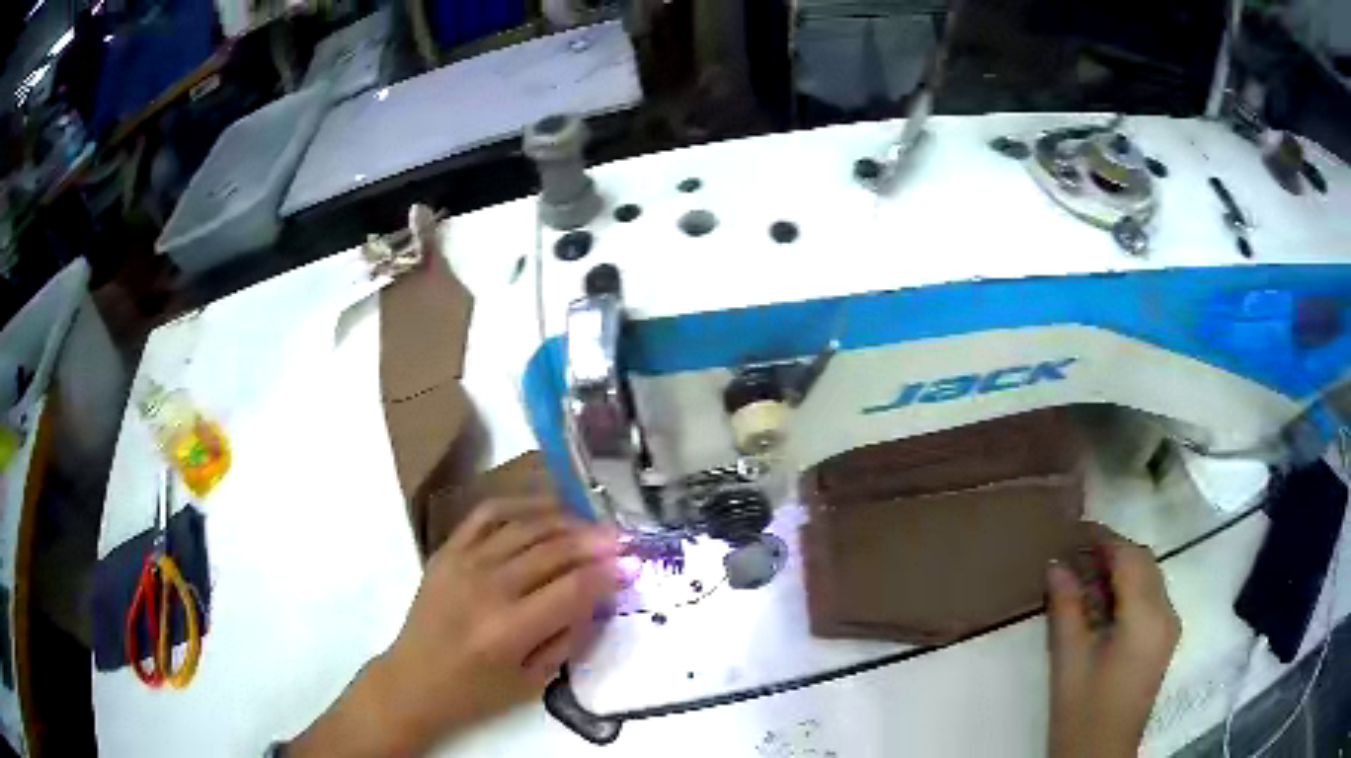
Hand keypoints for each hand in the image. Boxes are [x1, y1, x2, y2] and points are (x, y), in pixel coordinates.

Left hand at [290, 498, 619, 756]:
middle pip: (553, 551)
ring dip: (566, 522)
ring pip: (526, 527)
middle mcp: (487, 588)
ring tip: (592, 526)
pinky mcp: (448, 550)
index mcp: (509, 630)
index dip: (608, 574)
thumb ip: (570, 637)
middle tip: (622, 540)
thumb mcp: (534, 681)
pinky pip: (488, 513)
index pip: (572, 588)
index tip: (633, 566)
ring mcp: (463, 563)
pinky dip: (521, 504)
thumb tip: (599, 596)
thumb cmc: (477, 691)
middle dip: (595, 543)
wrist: (414, 679)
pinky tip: (546, 509)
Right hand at [1046, 529, 1180, 757]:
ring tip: (1085, 572)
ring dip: (1122, 567)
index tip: (1074, 530)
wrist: (1101, 755)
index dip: (1104, 538)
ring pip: (1150, 576)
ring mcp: (1169, 626)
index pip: (1130, 559)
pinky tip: (1103, 600)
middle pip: (1145, 562)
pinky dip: (1129, 587)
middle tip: (1076, 551)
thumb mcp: (1069, 662)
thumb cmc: (1082, 713)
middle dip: (1113, 549)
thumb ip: (1066, 609)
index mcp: (1146, 619)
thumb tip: (1057, 565)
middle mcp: (1167, 614)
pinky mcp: (1165, 638)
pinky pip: (1151, 596)